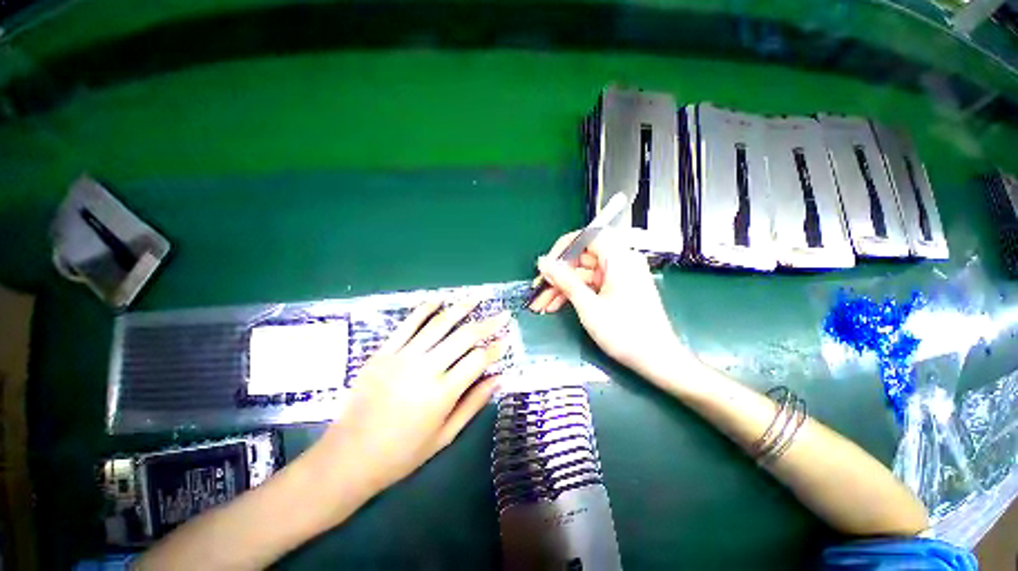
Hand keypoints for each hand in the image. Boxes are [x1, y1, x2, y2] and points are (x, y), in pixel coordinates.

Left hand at [307, 298, 509, 500]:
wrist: (349, 457)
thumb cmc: (402, 453)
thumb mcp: (445, 436)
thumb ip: (473, 404)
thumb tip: (499, 379)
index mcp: (442, 393)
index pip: (478, 360)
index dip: (496, 348)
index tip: (507, 339)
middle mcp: (425, 369)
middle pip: (463, 337)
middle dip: (488, 324)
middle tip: (503, 315)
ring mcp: (402, 357)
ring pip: (438, 324)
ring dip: (461, 308)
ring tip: (477, 297)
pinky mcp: (383, 352)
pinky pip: (407, 325)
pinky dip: (424, 309)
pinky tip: (438, 299)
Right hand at [529, 231, 688, 378]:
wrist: (657, 360)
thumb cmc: (625, 332)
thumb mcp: (589, 306)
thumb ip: (565, 281)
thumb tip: (543, 262)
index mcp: (619, 258)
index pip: (587, 237)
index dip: (563, 248)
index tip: (546, 265)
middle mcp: (620, 262)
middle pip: (582, 259)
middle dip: (558, 275)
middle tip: (538, 291)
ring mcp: (618, 276)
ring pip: (582, 274)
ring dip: (561, 288)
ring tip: (541, 305)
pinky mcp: (617, 289)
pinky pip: (590, 285)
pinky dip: (574, 294)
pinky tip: (555, 306)